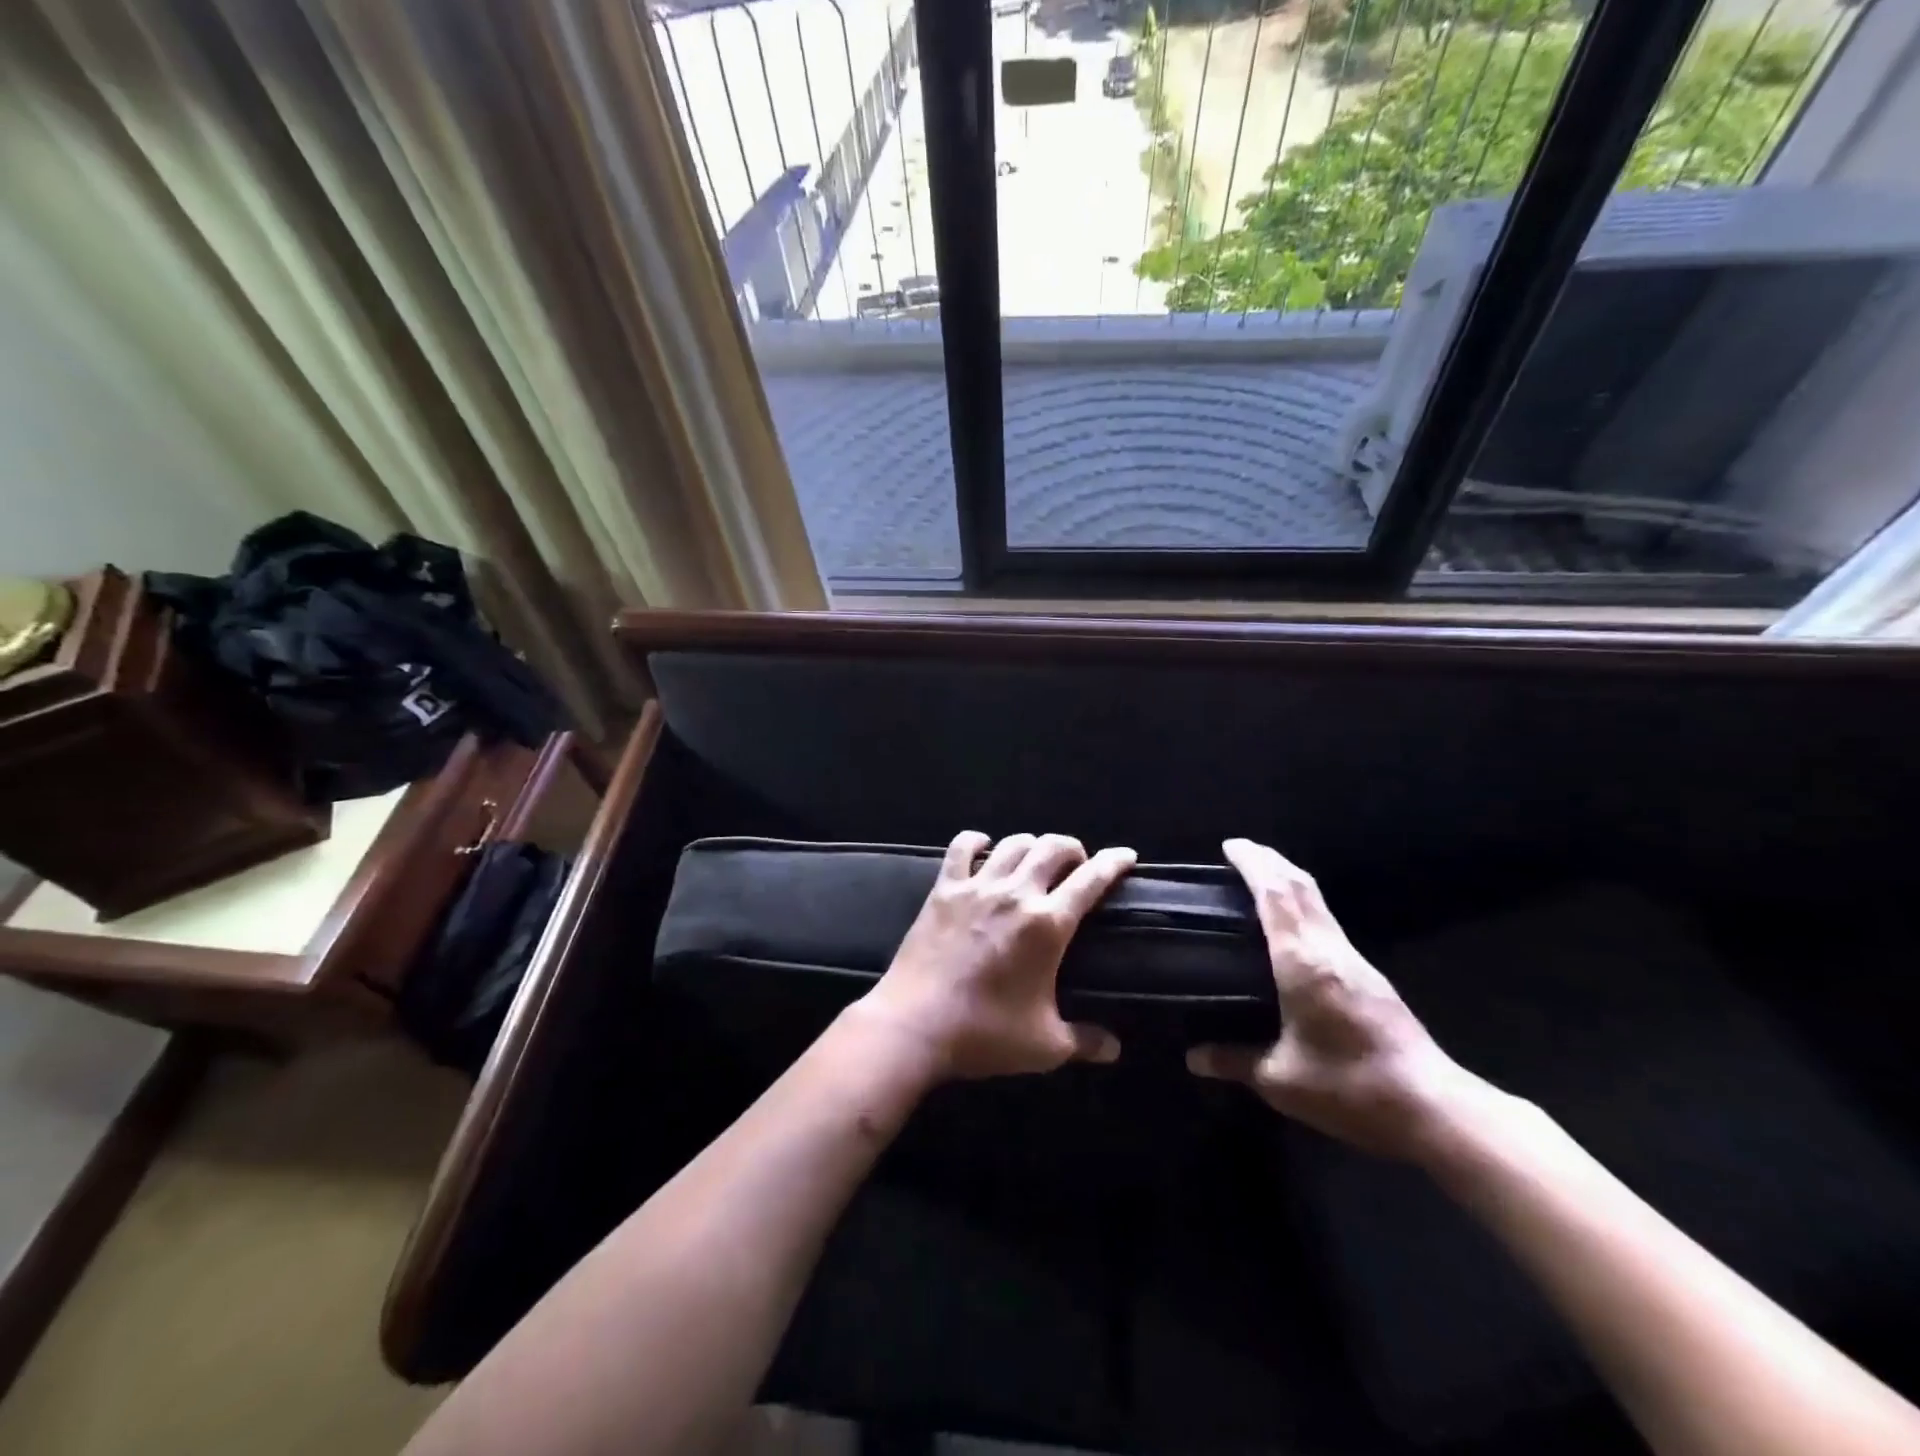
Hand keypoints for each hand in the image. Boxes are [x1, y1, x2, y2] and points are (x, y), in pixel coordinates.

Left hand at [853, 831, 1136, 1079]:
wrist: (915, 1025)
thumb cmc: (984, 1034)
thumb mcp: (1045, 1046)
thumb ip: (1085, 1041)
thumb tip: (1115, 1049)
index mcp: (1047, 925)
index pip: (1091, 880)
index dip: (1114, 863)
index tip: (1127, 855)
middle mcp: (1015, 894)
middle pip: (1053, 847)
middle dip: (1073, 849)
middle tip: (1077, 866)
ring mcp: (977, 887)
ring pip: (1013, 843)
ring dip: (1032, 845)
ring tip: (1035, 860)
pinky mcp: (944, 889)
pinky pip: (961, 847)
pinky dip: (977, 841)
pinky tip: (984, 847)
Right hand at [1188, 838, 1480, 1162]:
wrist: (1433, 1107)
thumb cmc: (1350, 1088)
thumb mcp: (1281, 1081)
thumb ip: (1235, 1061)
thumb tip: (1194, 1057)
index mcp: (1303, 962)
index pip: (1276, 895)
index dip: (1253, 864)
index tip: (1230, 846)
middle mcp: (1329, 949)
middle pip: (1301, 887)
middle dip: (1271, 861)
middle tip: (1240, 853)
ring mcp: (1354, 960)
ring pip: (1318, 902)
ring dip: (1289, 881)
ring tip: (1260, 881)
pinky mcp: (1369, 976)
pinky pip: (1327, 922)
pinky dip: (1303, 906)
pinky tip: (1290, 926)